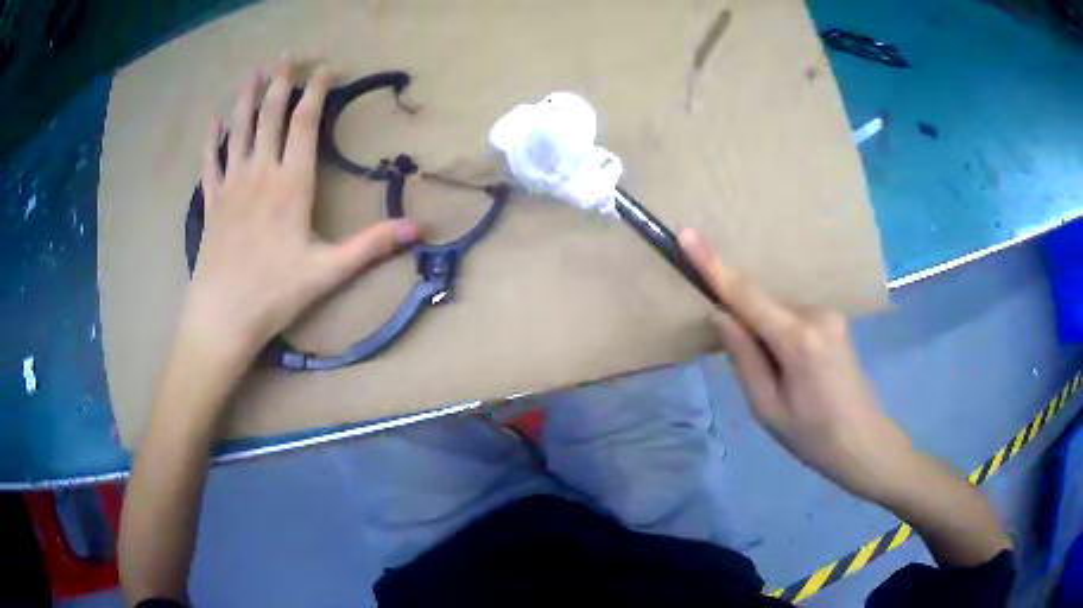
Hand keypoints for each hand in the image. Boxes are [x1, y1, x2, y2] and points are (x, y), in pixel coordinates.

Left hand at [182, 58, 418, 362]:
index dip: (316, 91)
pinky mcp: (211, 202)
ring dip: (247, 98)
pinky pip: (210, 162)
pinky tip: (212, 120)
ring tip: (255, 73)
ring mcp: (232, 185)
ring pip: (239, 129)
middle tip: (287, 55)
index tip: (327, 68)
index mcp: (291, 184)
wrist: (222, 317)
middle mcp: (260, 173)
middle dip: (281, 82)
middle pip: (271, 115)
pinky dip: (211, 139)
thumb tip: (418, 229)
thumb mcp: (329, 271)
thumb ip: (372, 245)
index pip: (305, 123)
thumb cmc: (275, 294)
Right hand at [680, 229, 916, 502]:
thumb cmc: (812, 436)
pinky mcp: (833, 319)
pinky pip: (791, 316)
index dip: (713, 265)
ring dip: (764, 333)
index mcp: (798, 340)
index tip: (687, 235)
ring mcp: (829, 313)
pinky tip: (792, 369)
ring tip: (781, 381)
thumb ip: (743, 358)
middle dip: (744, 324)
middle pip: (761, 303)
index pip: (747, 294)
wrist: (863, 441)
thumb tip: (721, 315)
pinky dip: (778, 333)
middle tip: (756, 375)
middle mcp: (816, 314)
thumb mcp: (767, 408)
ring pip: (776, 311)